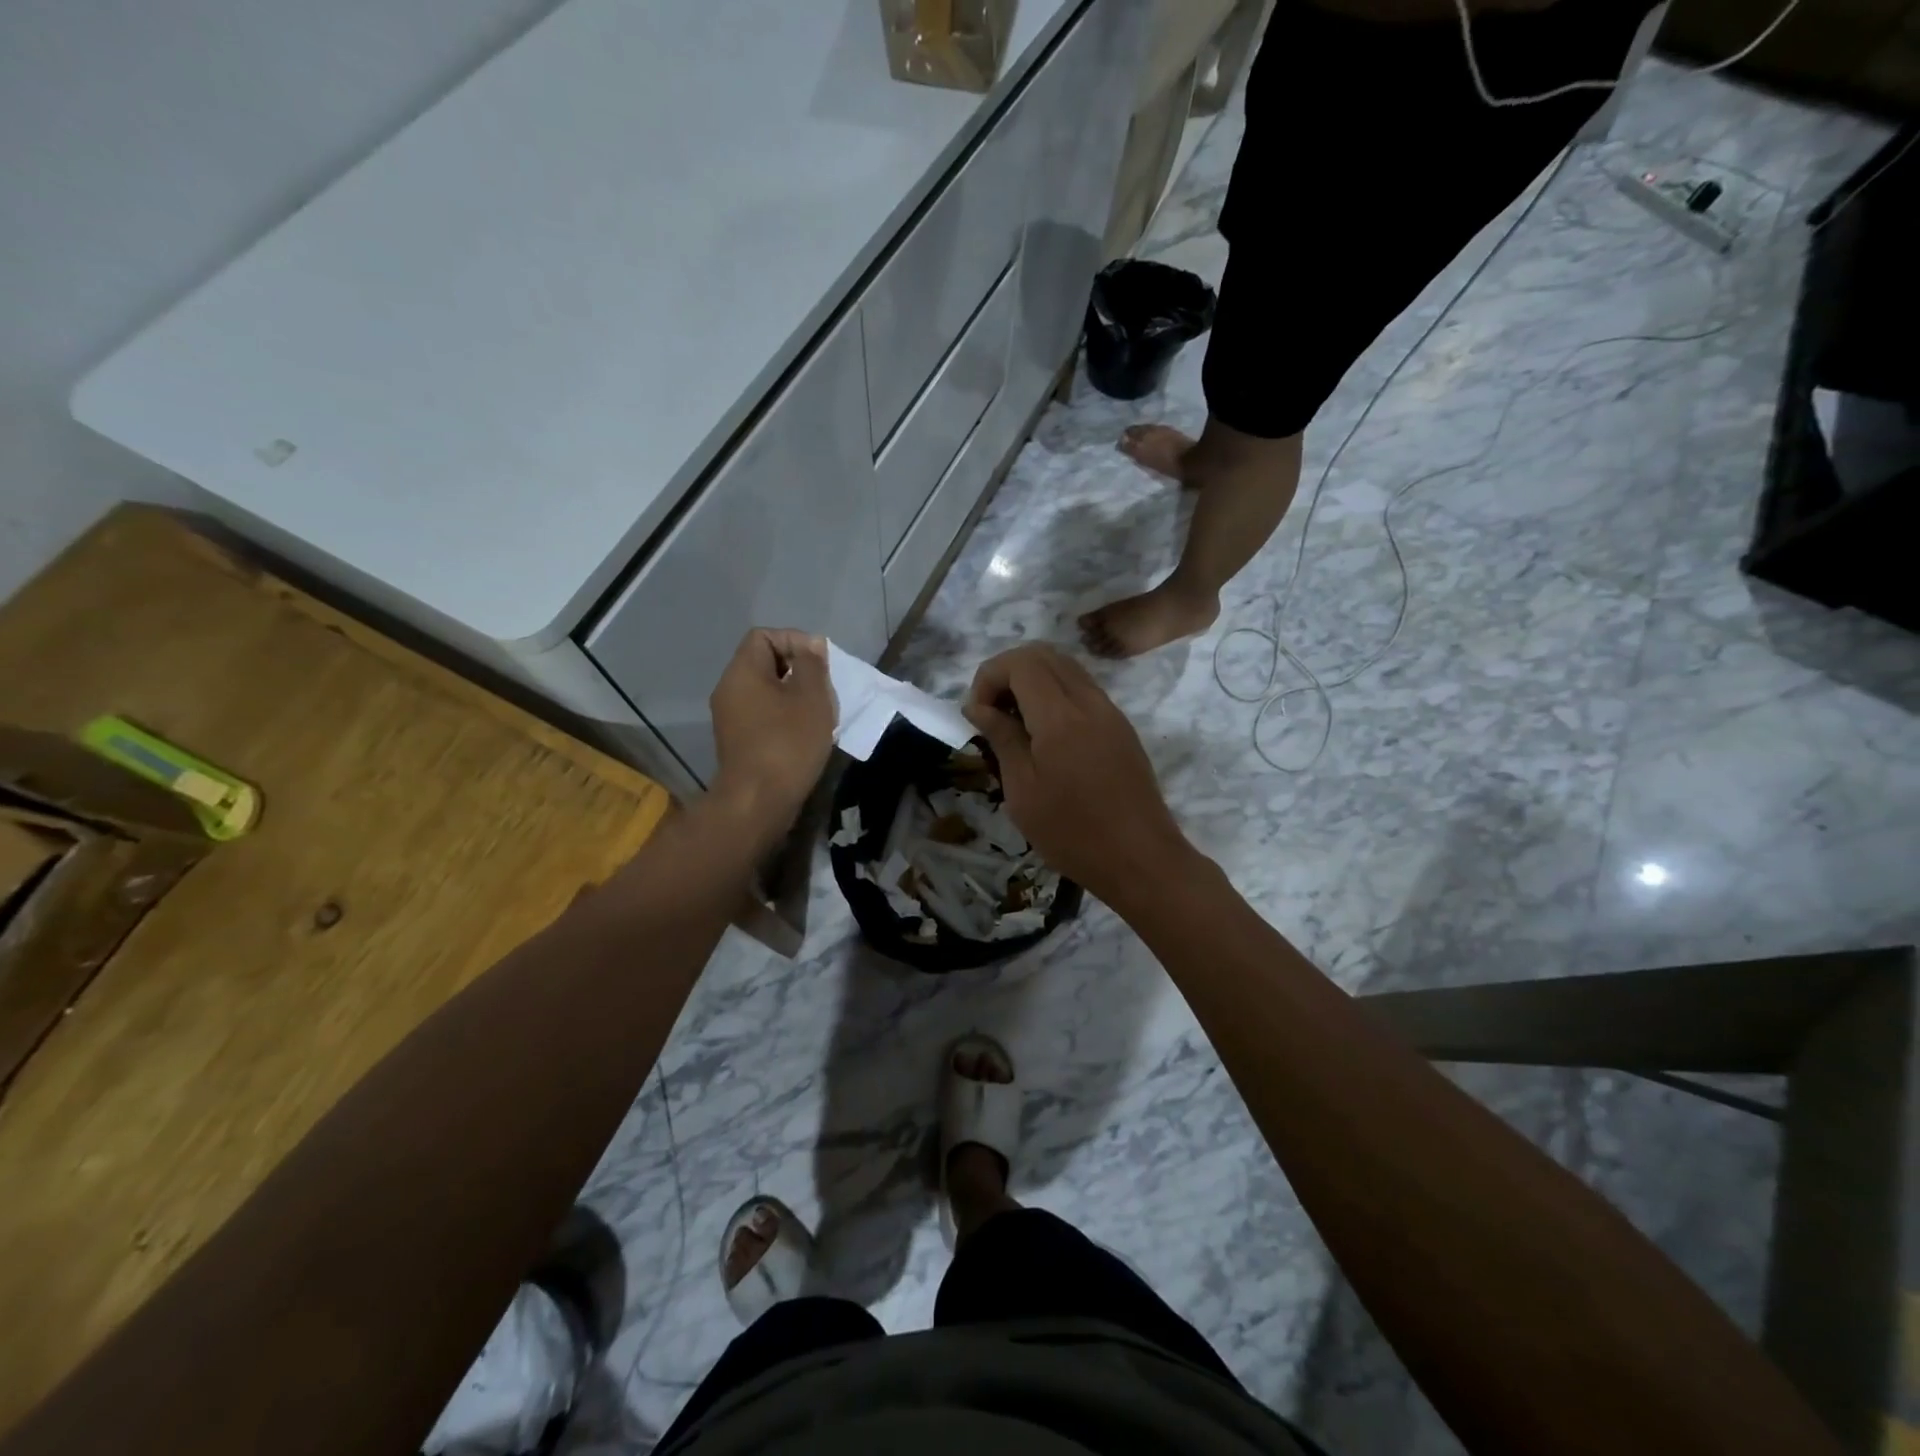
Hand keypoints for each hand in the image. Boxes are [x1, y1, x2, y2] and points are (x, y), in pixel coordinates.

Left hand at [709, 629, 836, 844]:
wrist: (758, 802)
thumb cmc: (787, 743)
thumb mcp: (811, 697)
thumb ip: (813, 665)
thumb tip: (811, 645)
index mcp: (742, 672)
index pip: (764, 636)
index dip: (794, 640)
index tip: (819, 663)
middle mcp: (729, 689)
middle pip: (764, 663)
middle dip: (798, 670)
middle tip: (823, 690)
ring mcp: (730, 718)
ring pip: (766, 691)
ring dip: (794, 697)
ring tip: (819, 714)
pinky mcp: (738, 742)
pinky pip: (763, 715)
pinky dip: (785, 718)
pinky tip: (805, 735)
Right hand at [962, 644, 1192, 905]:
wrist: (1142, 860)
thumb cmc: (1072, 833)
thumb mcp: (1023, 791)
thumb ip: (1002, 738)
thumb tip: (978, 706)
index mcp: (1061, 716)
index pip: (1020, 662)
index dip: (989, 676)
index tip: (977, 715)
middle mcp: (1089, 701)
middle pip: (1044, 654)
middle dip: (1008, 673)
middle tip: (992, 713)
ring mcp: (1110, 712)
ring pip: (1066, 668)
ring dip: (1033, 682)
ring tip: (1015, 724)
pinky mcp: (1121, 727)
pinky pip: (1083, 690)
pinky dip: (1055, 695)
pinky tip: (1045, 735)